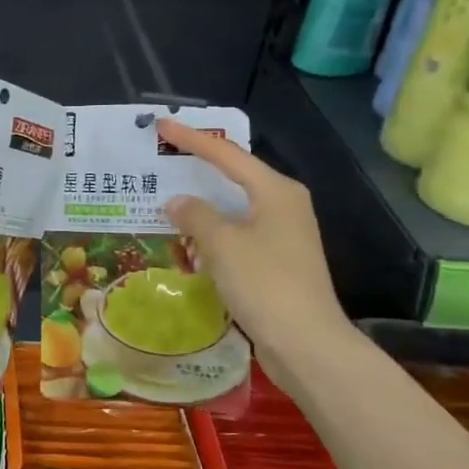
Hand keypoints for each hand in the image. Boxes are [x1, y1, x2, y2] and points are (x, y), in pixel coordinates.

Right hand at [157, 117, 354, 397]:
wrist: (306, 344)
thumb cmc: (265, 284)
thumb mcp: (223, 244)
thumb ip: (196, 216)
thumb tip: (177, 202)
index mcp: (275, 191)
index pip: (227, 154)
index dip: (192, 139)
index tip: (162, 125)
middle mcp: (283, 206)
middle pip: (234, 178)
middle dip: (198, 171)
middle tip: (163, 161)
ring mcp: (283, 236)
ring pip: (234, 211)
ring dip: (202, 209)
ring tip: (166, 202)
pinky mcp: (277, 264)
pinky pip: (237, 237)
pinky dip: (212, 236)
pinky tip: (189, 244)